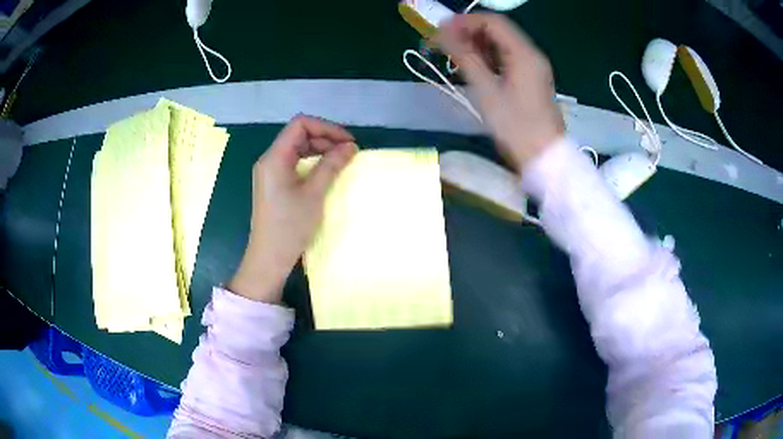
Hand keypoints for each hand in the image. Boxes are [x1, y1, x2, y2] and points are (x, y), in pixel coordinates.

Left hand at [229, 115, 356, 302]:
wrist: (269, 257)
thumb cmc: (290, 226)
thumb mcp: (314, 193)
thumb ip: (332, 165)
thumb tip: (351, 146)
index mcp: (274, 157)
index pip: (300, 125)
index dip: (326, 128)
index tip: (347, 142)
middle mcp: (269, 159)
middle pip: (298, 134)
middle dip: (325, 137)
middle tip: (348, 152)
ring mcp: (270, 171)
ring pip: (297, 147)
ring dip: (319, 149)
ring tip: (340, 160)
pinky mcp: (273, 183)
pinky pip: (293, 161)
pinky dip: (311, 161)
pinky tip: (325, 170)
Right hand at [435, 13, 564, 171]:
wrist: (545, 158)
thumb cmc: (516, 126)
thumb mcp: (487, 90)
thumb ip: (465, 57)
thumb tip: (442, 33)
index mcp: (524, 53)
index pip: (492, 22)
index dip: (465, 21)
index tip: (440, 31)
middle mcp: (531, 55)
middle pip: (497, 31)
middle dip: (468, 32)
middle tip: (442, 44)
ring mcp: (533, 68)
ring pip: (501, 45)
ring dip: (476, 45)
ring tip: (453, 57)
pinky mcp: (531, 80)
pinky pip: (506, 59)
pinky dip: (487, 58)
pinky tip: (472, 68)